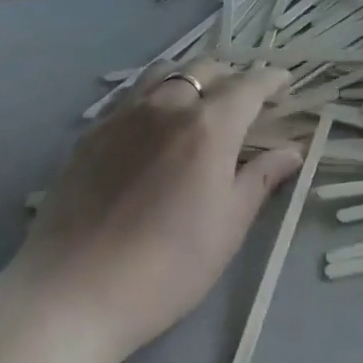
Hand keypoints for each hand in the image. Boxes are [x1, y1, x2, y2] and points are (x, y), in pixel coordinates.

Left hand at [15, 59, 301, 362]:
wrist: (70, 294)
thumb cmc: (165, 268)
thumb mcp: (227, 228)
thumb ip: (260, 180)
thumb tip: (291, 151)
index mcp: (209, 125)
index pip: (249, 85)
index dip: (271, 79)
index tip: (284, 81)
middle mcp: (168, 105)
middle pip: (206, 68)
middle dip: (232, 75)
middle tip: (244, 99)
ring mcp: (126, 114)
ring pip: (166, 72)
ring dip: (192, 76)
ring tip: (199, 99)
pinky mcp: (93, 131)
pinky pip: (133, 93)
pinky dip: (156, 93)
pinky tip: (154, 121)